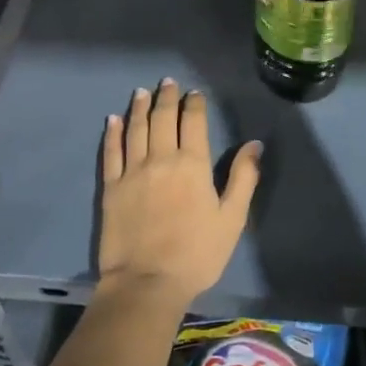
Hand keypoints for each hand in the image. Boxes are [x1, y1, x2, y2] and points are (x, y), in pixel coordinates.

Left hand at [97, 78, 262, 302]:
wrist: (147, 283)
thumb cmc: (197, 254)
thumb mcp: (232, 219)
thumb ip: (243, 178)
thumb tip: (254, 145)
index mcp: (192, 165)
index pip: (193, 122)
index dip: (193, 104)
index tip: (194, 93)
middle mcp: (161, 159)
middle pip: (162, 119)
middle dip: (166, 98)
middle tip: (167, 82)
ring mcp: (132, 172)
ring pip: (135, 129)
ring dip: (139, 108)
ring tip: (142, 92)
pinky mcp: (111, 188)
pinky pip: (111, 153)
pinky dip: (112, 133)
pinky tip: (112, 120)